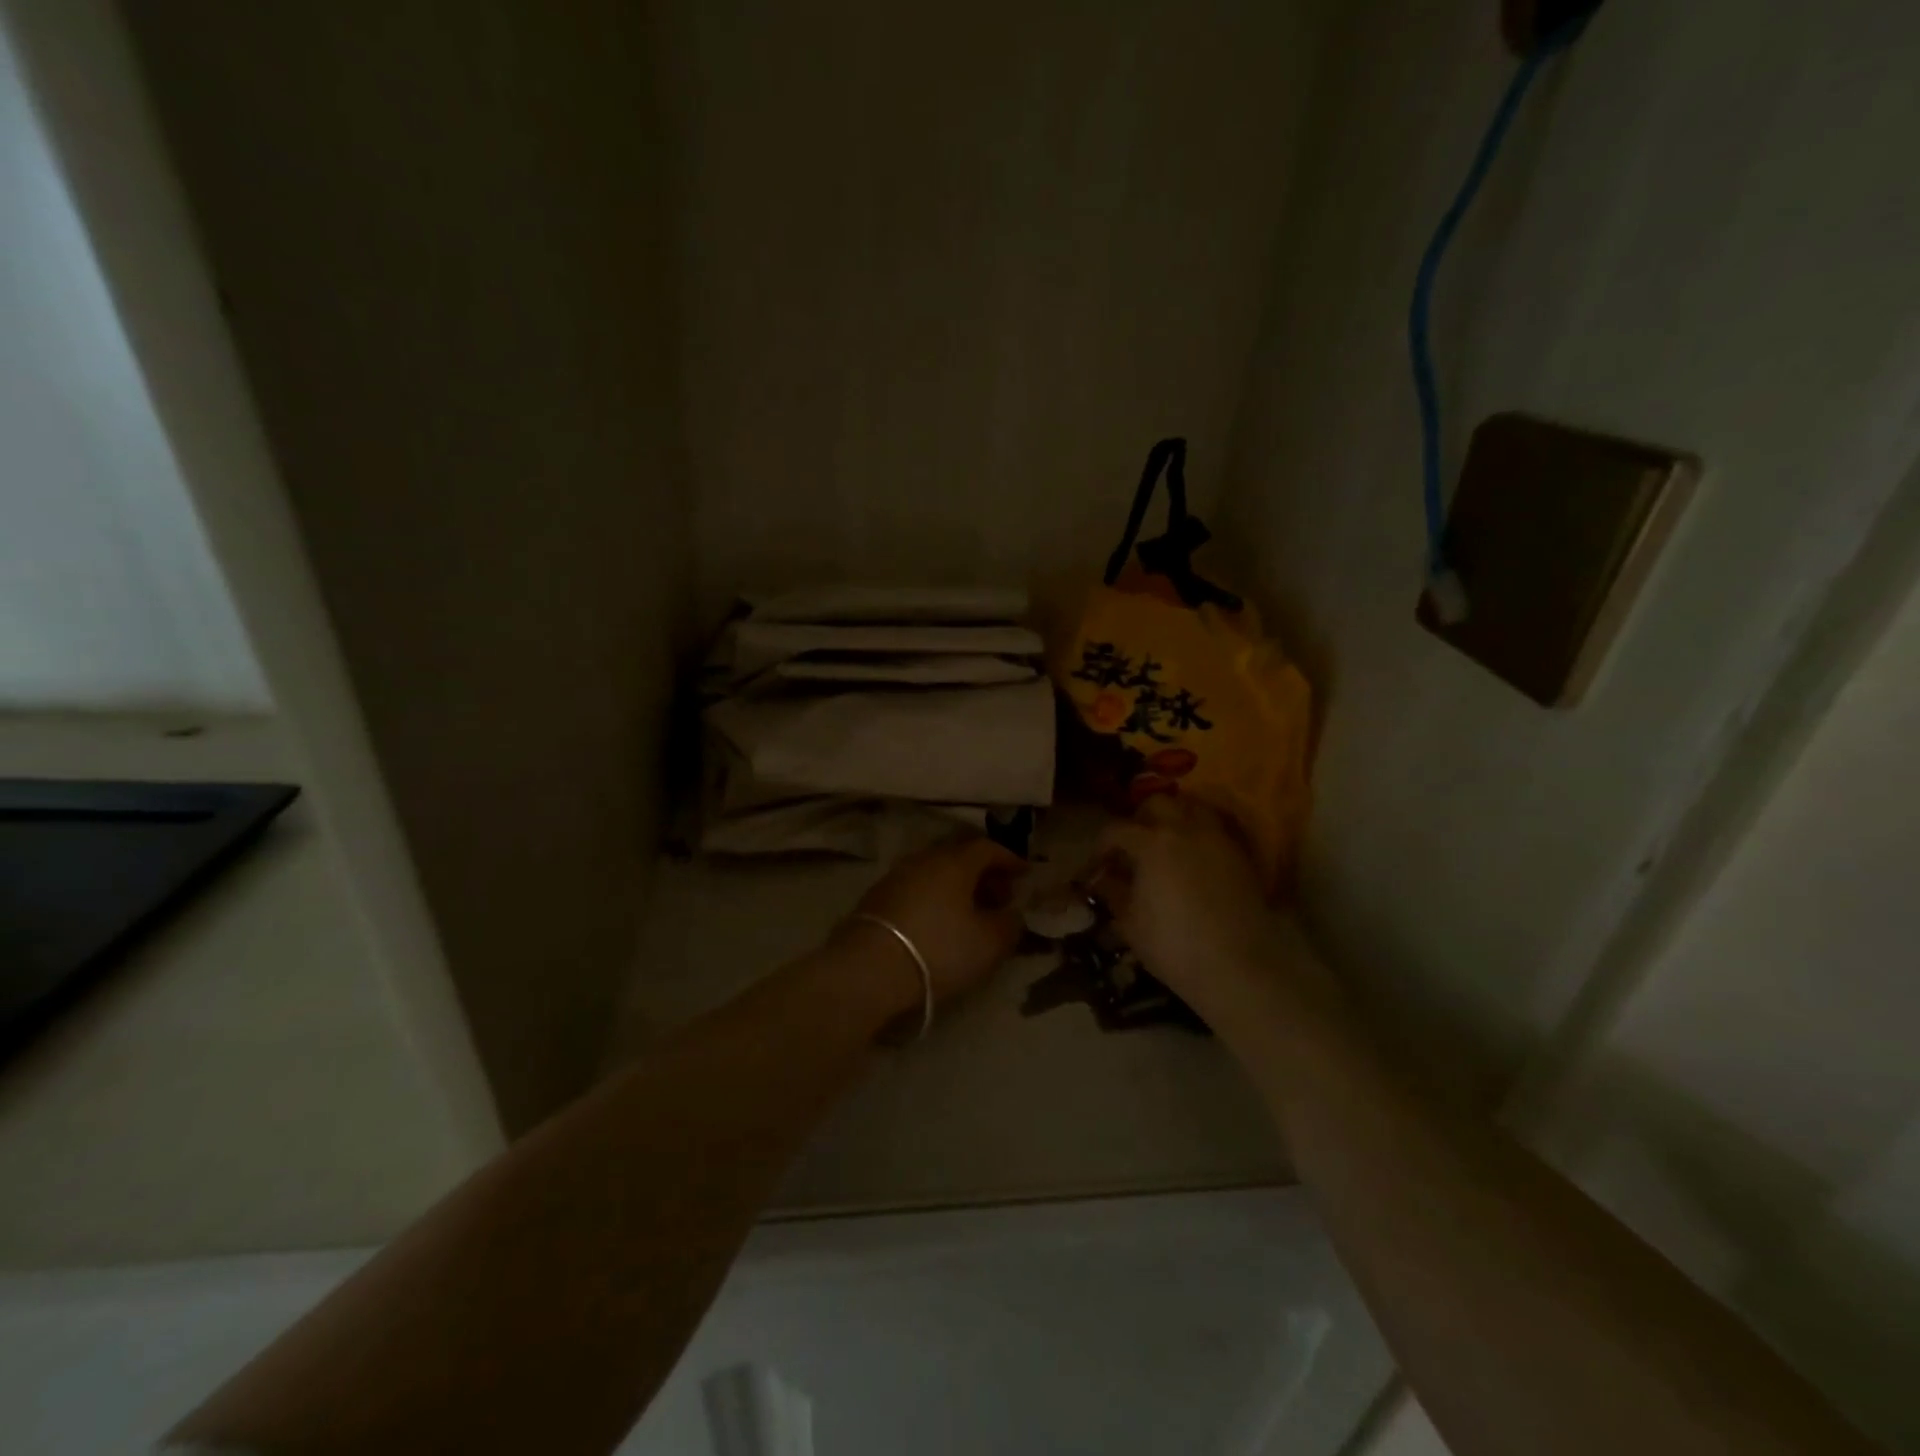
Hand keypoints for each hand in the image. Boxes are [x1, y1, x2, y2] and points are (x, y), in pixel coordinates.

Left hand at [847, 836, 1026, 1004]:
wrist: (869, 969)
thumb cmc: (939, 949)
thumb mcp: (989, 943)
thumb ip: (1009, 924)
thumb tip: (1014, 913)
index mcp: (954, 862)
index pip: (987, 848)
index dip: (1009, 859)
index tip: (1024, 874)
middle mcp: (924, 860)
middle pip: (959, 857)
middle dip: (983, 874)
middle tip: (1000, 896)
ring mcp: (896, 876)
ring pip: (935, 873)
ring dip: (956, 887)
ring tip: (970, 913)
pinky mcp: (876, 898)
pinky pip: (916, 888)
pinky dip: (934, 898)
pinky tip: (938, 923)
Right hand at [1090, 796, 1284, 1013]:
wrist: (1236, 968)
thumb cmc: (1172, 945)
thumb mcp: (1130, 921)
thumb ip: (1113, 892)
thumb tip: (1102, 879)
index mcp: (1151, 843)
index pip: (1116, 829)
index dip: (1102, 846)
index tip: (1098, 866)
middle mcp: (1185, 830)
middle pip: (1158, 804)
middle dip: (1140, 819)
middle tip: (1134, 846)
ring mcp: (1217, 840)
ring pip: (1193, 809)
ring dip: (1175, 819)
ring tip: (1167, 845)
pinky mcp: (1241, 856)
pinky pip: (1217, 831)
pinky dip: (1201, 836)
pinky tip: (1195, 861)